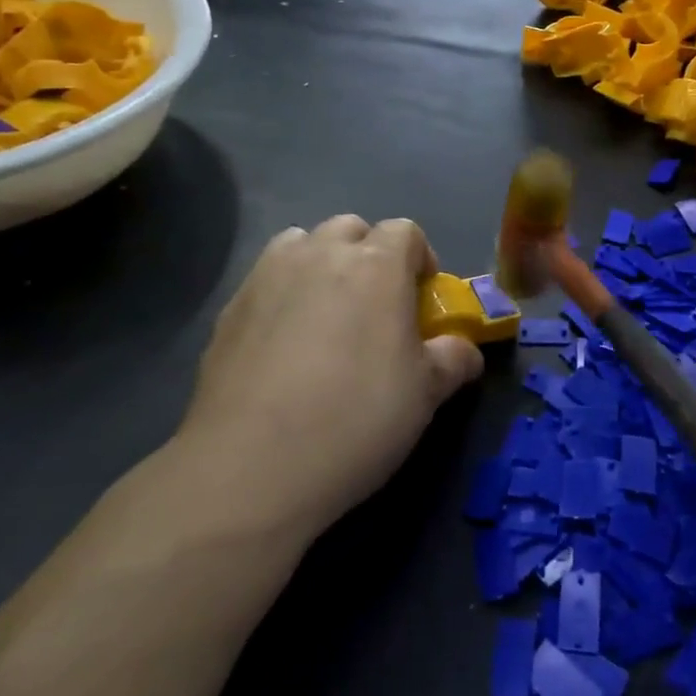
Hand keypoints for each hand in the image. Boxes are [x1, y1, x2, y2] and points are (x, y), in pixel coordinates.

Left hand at [180, 216, 484, 541]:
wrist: (251, 466)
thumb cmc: (356, 420)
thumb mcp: (426, 394)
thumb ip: (454, 359)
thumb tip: (464, 350)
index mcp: (376, 265)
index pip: (406, 231)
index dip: (420, 259)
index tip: (421, 299)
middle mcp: (321, 254)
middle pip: (352, 229)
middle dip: (369, 255)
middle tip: (374, 306)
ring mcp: (268, 276)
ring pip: (302, 243)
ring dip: (320, 263)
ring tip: (325, 313)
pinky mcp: (230, 306)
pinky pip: (266, 279)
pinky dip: (282, 294)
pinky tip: (282, 345)